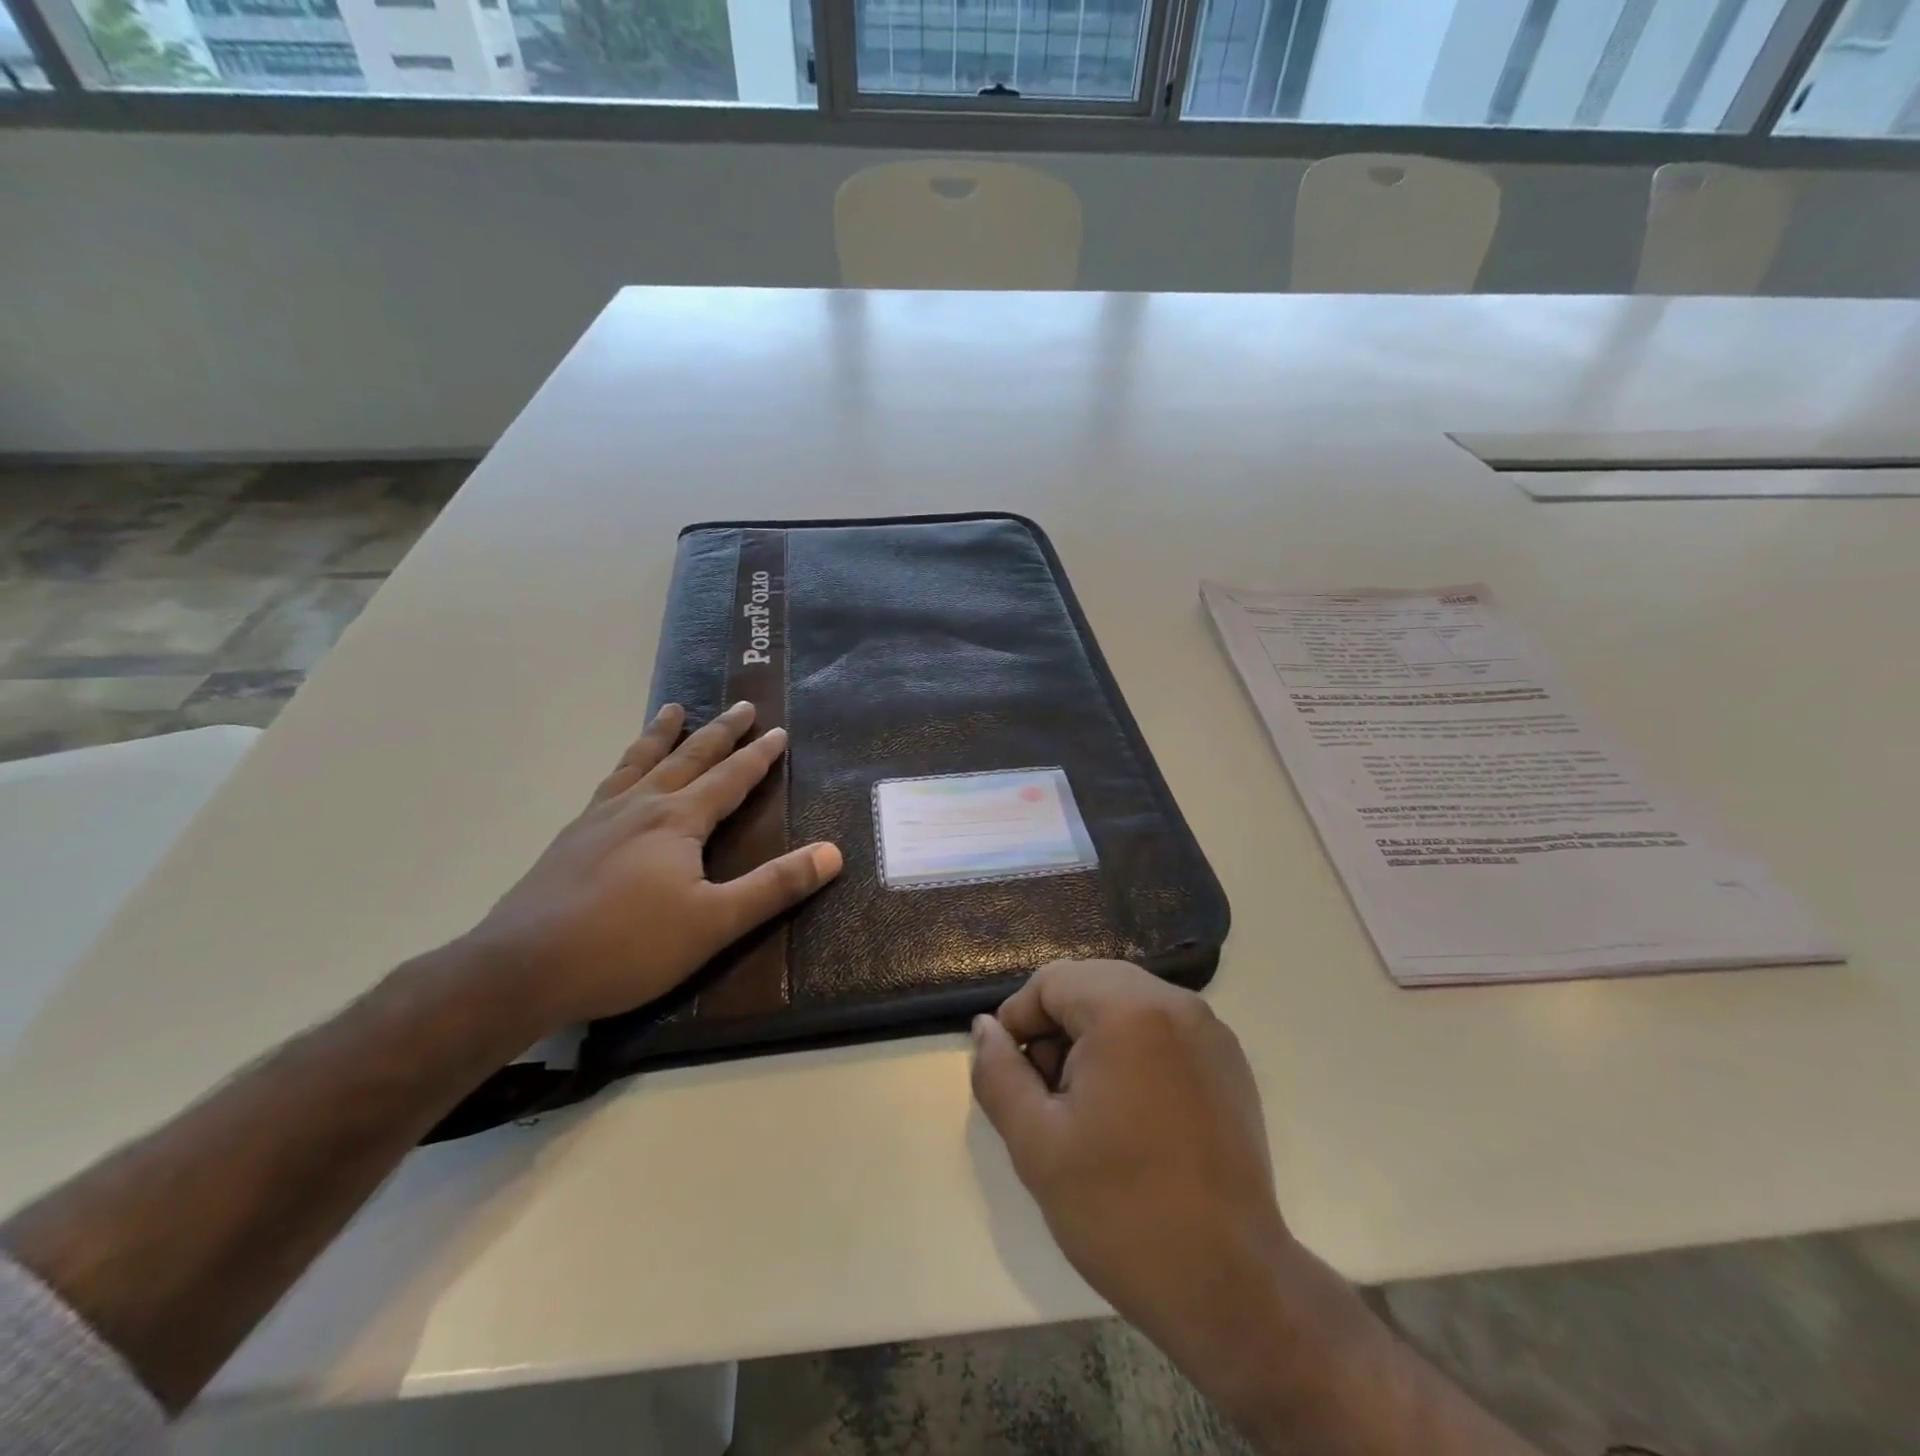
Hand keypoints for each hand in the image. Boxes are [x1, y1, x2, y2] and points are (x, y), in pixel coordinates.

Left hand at [464, 700, 842, 1031]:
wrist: (521, 969)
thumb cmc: (628, 946)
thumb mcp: (715, 922)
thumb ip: (774, 886)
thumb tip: (833, 853)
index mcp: (678, 821)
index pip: (730, 778)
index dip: (758, 755)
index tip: (778, 731)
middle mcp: (640, 806)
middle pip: (688, 757)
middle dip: (720, 732)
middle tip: (742, 706)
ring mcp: (599, 818)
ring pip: (640, 763)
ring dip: (662, 735)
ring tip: (672, 710)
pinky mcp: (570, 838)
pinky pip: (607, 784)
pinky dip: (624, 766)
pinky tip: (619, 777)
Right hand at [969, 961, 1293, 1386]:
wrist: (1228, 1286)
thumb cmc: (1120, 1209)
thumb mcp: (1035, 1143)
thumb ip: (999, 1073)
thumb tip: (986, 1028)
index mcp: (1127, 1010)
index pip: (1052, 981)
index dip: (1020, 1020)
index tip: (1015, 1076)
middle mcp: (1175, 1003)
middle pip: (1091, 984)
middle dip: (1057, 1028)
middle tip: (1048, 1094)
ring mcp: (1210, 1031)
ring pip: (1128, 1003)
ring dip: (1094, 1037)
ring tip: (1087, 1107)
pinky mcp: (1230, 1062)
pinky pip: (1163, 1028)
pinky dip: (1134, 1049)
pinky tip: (1131, 1112)